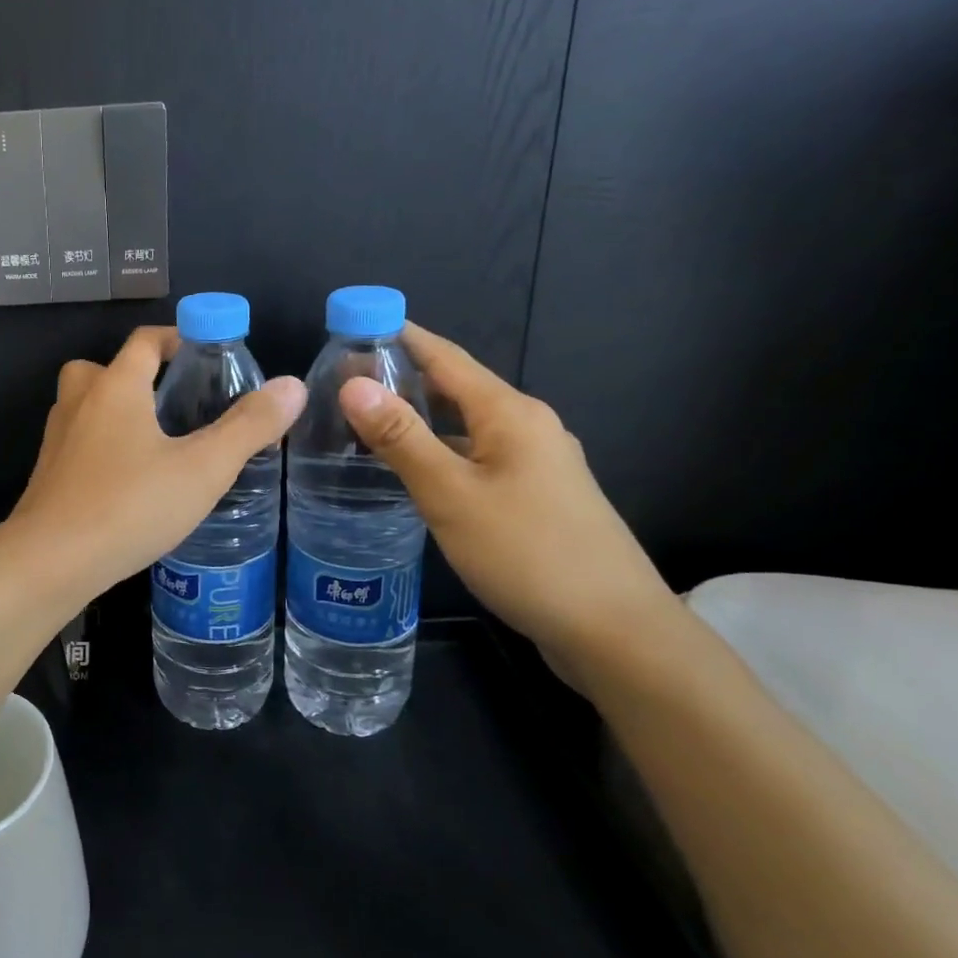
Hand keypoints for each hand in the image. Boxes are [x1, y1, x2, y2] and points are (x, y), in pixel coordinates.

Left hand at [11, 326, 304, 598]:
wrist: (50, 561)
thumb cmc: (130, 505)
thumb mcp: (202, 468)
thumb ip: (248, 427)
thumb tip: (293, 385)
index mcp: (116, 386)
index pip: (145, 341)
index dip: (176, 338)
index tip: (206, 355)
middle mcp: (79, 402)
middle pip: (103, 368)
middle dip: (138, 376)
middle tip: (174, 403)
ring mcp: (56, 440)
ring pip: (85, 407)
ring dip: (115, 412)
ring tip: (155, 443)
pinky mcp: (47, 475)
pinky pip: (77, 444)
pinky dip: (101, 448)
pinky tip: (128, 483)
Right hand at [338, 325, 675, 681]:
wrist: (616, 631)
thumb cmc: (527, 553)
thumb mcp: (451, 494)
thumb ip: (401, 437)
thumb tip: (353, 384)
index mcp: (510, 413)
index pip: (444, 356)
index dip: (398, 337)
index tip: (351, 327)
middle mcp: (528, 426)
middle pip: (456, 387)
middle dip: (402, 377)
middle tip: (342, 383)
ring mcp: (537, 463)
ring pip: (466, 425)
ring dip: (419, 417)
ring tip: (366, 423)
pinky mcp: (537, 496)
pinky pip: (477, 456)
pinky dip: (440, 451)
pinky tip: (414, 471)